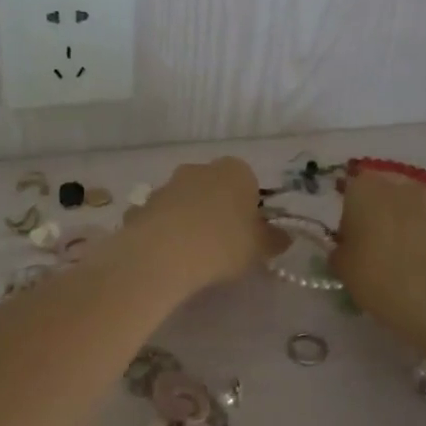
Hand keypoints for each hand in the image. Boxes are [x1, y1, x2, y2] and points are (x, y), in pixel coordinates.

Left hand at [122, 157, 285, 292]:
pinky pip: (159, 218)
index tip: (248, 233)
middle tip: (222, 244)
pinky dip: (163, 231)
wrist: (164, 253)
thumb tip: (282, 237)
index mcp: (235, 171)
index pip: (248, 182)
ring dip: (188, 220)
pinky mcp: (142, 205)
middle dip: (217, 210)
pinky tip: (165, 256)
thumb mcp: (259, 248)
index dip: (249, 208)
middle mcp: (200, 169)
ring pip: (184, 201)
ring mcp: (167, 185)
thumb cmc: (223, 244)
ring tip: (192, 255)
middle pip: (213, 188)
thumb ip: (273, 240)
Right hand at [331, 166, 425, 339]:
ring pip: (411, 212)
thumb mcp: (342, 268)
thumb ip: (341, 251)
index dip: (350, 215)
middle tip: (374, 250)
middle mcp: (399, 187)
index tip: (350, 241)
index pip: (352, 190)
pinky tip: (424, 272)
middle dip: (379, 217)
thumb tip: (347, 249)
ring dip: (405, 229)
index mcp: (365, 189)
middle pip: (384, 197)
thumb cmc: (376, 275)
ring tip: (402, 264)